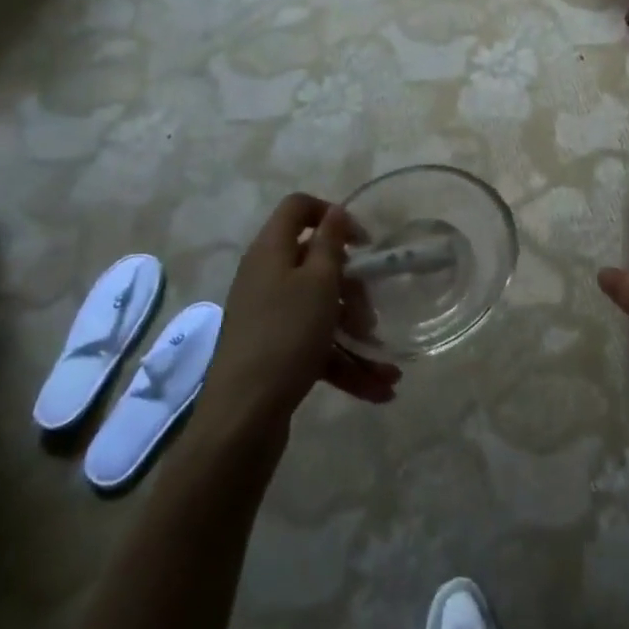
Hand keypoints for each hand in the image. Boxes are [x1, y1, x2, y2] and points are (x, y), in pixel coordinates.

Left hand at [198, 194, 400, 437]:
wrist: (242, 419)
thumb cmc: (286, 336)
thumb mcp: (318, 282)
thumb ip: (330, 243)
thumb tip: (334, 211)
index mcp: (271, 252)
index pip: (298, 208)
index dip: (332, 214)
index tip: (364, 242)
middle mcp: (266, 279)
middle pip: (316, 264)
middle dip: (352, 288)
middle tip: (371, 312)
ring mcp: (269, 318)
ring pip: (321, 310)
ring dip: (355, 333)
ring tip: (386, 363)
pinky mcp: (275, 354)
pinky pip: (316, 347)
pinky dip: (346, 364)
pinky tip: (380, 388)